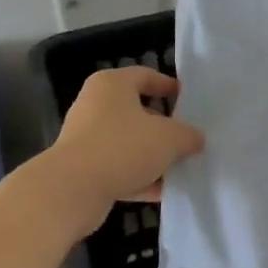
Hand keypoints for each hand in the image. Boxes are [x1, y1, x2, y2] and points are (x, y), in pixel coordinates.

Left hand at [45, 67, 203, 232]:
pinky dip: (139, 177)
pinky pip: (119, 168)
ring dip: (153, 156)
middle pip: (138, 111)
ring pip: (129, 143)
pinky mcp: (83, 169)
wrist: (72, 191)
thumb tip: (195, 139)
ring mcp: (87, 139)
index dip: (169, 86)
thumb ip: (188, 135)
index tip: (189, 100)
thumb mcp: (169, 138)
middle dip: (164, 127)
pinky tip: (162, 191)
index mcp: (112, 85)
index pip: (145, 76)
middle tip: (188, 138)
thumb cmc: (123, 147)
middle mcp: (96, 106)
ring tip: (180, 167)